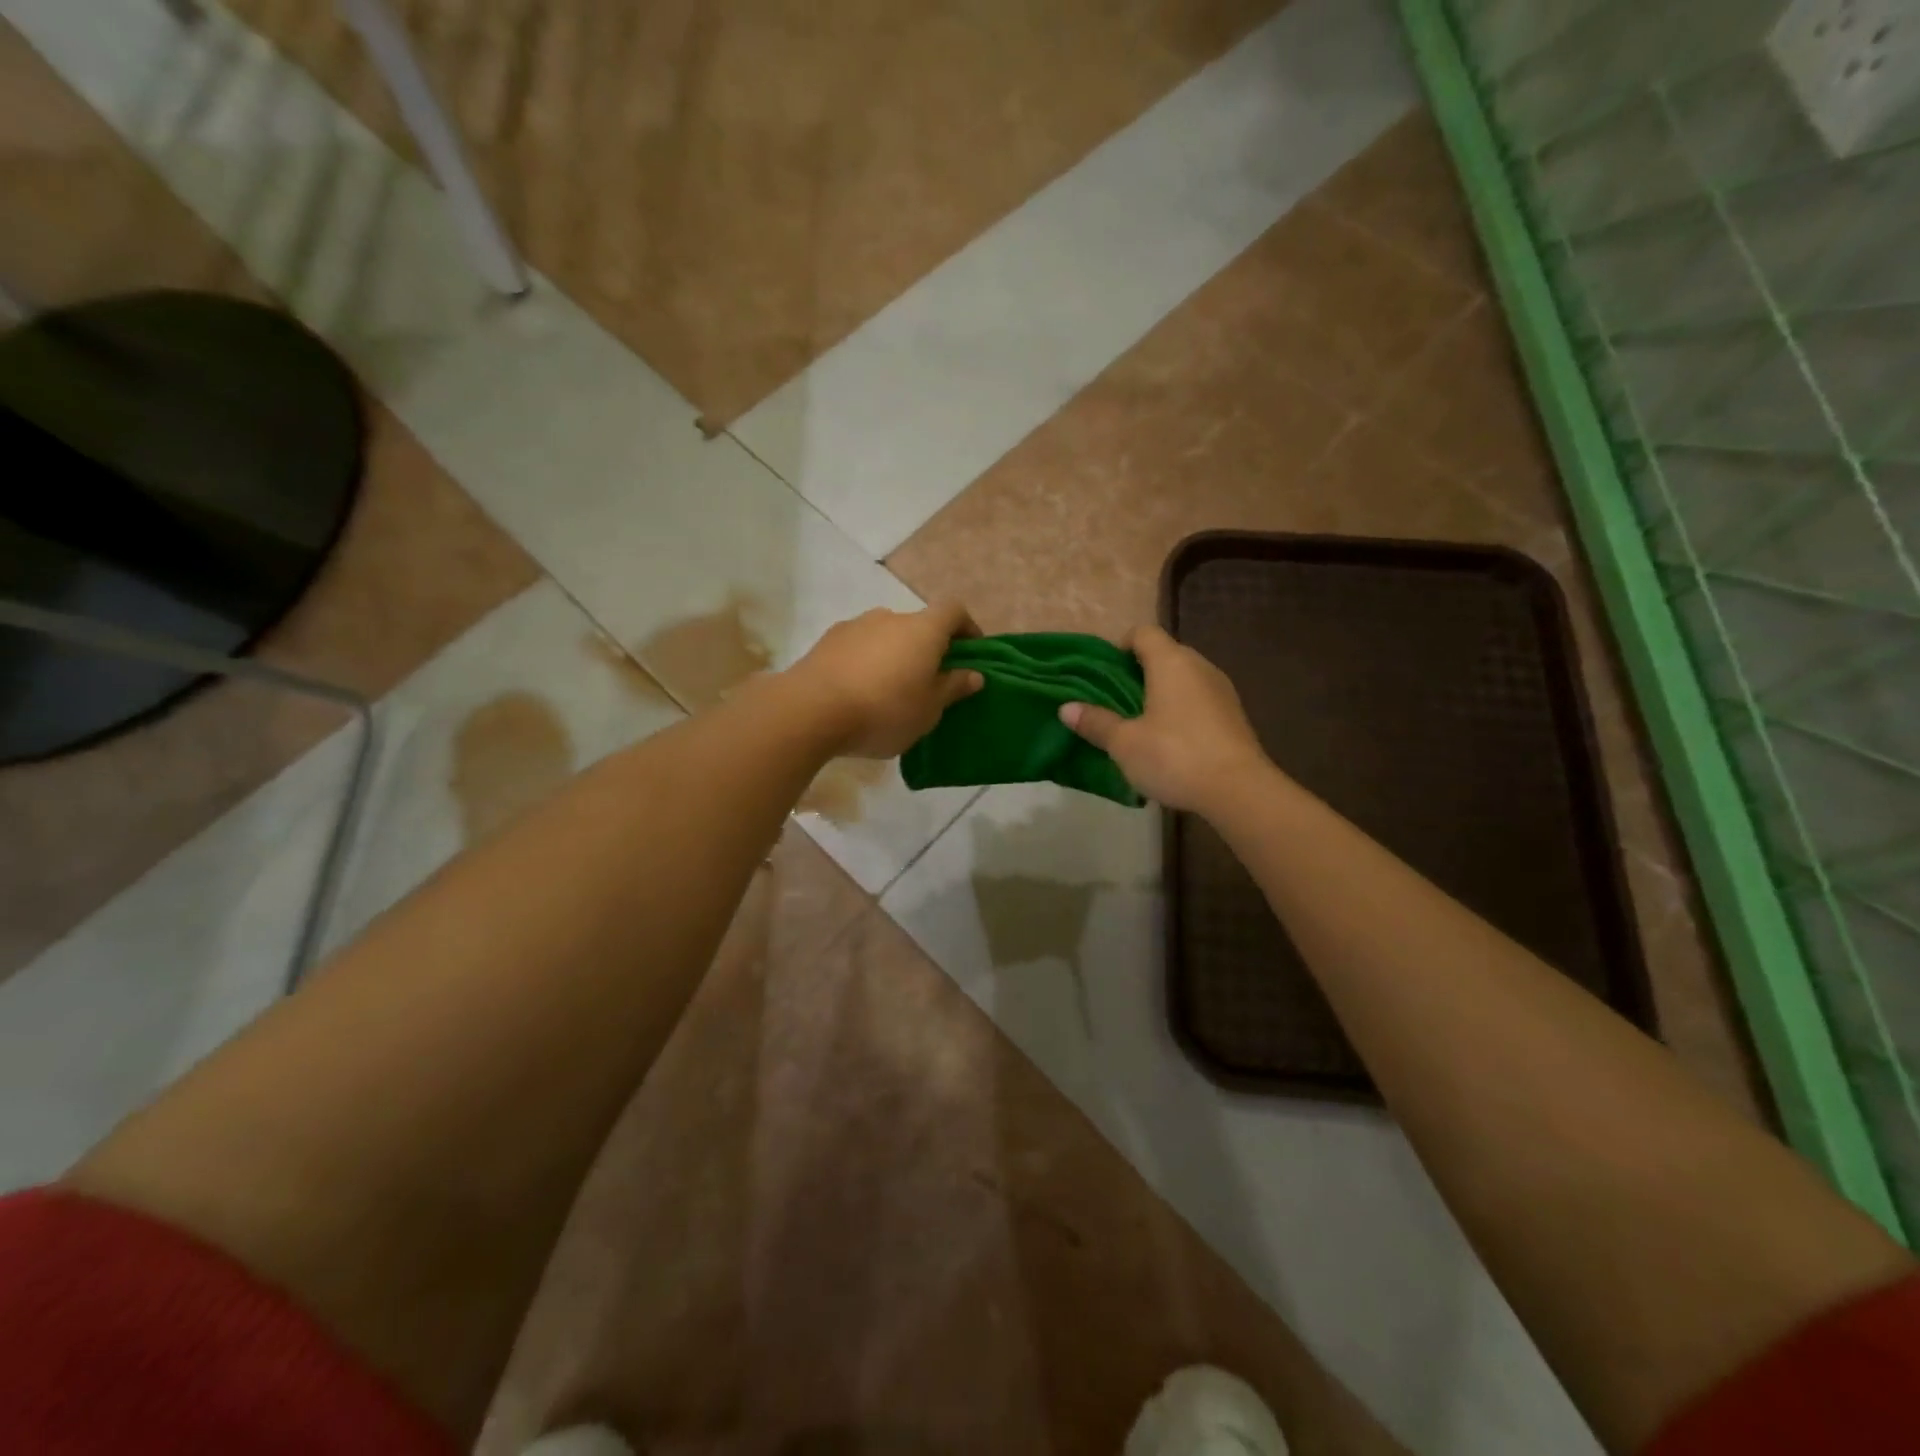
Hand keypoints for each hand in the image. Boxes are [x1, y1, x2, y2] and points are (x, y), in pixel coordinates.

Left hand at [784, 602, 983, 757]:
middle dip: (927, 648)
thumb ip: (953, 688)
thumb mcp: (929, 709)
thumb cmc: (884, 710)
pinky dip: (866, 663)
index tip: (971, 652)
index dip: (967, 627)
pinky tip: (859, 693)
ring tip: (889, 691)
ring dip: (894, 655)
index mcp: (923, 629)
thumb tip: (974, 674)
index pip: (954, 610)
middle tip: (928, 682)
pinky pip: (858, 648)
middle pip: (918, 625)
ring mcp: (855, 626)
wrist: (810, 711)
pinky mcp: (827, 641)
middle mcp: (889, 617)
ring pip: (885, 636)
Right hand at [1059, 625, 1269, 813]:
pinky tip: (1170, 741)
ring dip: (1162, 693)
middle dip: (1139, 672)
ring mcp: (1222, 690)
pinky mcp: (1234, 715)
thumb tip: (1066, 708)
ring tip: (1140, 723)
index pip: (1143, 633)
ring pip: (1184, 678)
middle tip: (1116, 701)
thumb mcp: (1124, 743)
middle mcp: (1199, 666)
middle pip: (1165, 654)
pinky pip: (1199, 700)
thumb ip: (1096, 722)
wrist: (1238, 790)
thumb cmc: (1174, 756)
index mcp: (1171, 662)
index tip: (1105, 673)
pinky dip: (1182, 711)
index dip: (1121, 645)